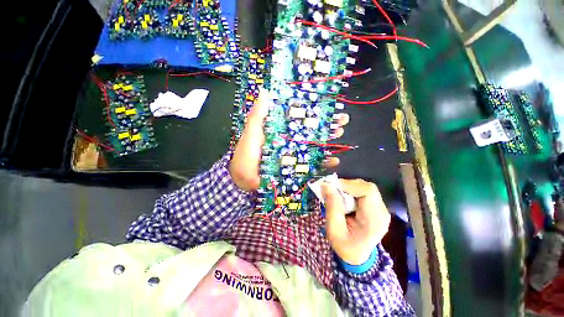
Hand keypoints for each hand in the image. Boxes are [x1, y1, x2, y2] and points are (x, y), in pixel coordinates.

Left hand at [230, 89, 349, 190]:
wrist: (244, 180)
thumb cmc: (246, 155)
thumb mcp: (251, 133)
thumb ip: (258, 116)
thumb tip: (266, 91)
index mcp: (282, 130)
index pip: (302, 117)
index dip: (315, 110)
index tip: (329, 104)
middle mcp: (291, 141)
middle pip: (313, 131)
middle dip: (328, 125)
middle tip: (342, 120)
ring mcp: (296, 155)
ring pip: (316, 146)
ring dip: (330, 141)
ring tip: (340, 135)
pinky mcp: (298, 169)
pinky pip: (314, 165)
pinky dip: (325, 163)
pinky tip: (335, 160)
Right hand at [322, 179, 390, 264]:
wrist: (357, 256)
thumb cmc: (345, 247)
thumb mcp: (334, 230)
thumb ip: (332, 206)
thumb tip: (327, 185)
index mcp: (374, 220)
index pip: (368, 191)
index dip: (349, 185)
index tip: (332, 186)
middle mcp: (381, 212)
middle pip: (366, 187)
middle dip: (346, 185)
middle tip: (331, 189)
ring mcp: (380, 208)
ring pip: (364, 187)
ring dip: (347, 187)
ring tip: (335, 194)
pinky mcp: (375, 206)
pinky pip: (363, 191)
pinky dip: (350, 191)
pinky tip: (342, 197)